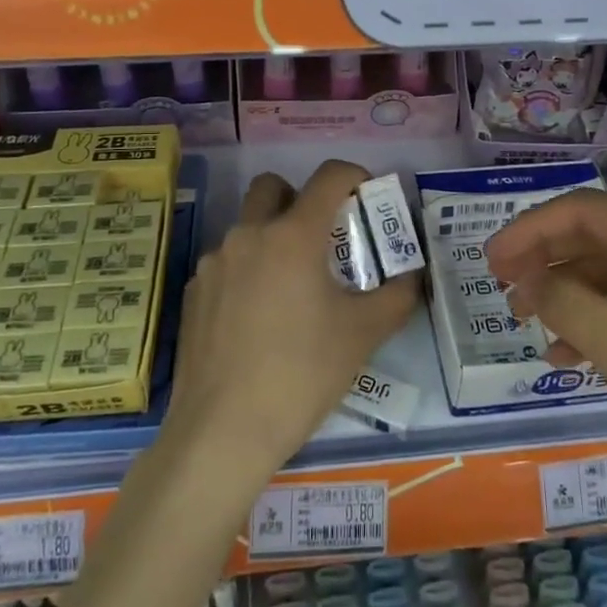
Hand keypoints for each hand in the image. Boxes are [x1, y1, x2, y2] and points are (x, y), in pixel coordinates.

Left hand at [166, 160, 419, 480]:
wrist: (223, 431)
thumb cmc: (301, 375)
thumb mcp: (362, 335)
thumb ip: (397, 296)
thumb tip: (413, 276)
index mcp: (293, 235)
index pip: (328, 176)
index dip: (354, 175)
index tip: (367, 196)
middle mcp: (248, 235)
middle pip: (273, 187)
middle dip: (301, 199)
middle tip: (322, 240)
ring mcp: (214, 262)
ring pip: (248, 227)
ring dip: (272, 238)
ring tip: (292, 290)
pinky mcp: (193, 292)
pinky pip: (227, 263)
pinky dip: (247, 272)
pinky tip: (257, 320)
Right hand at [487, 190, 606, 561]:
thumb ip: (571, 306)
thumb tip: (529, 280)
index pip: (587, 211)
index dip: (531, 230)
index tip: (490, 263)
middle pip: (601, 239)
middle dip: (548, 259)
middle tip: (505, 292)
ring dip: (570, 293)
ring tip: (531, 326)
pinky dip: (600, 324)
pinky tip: (573, 354)